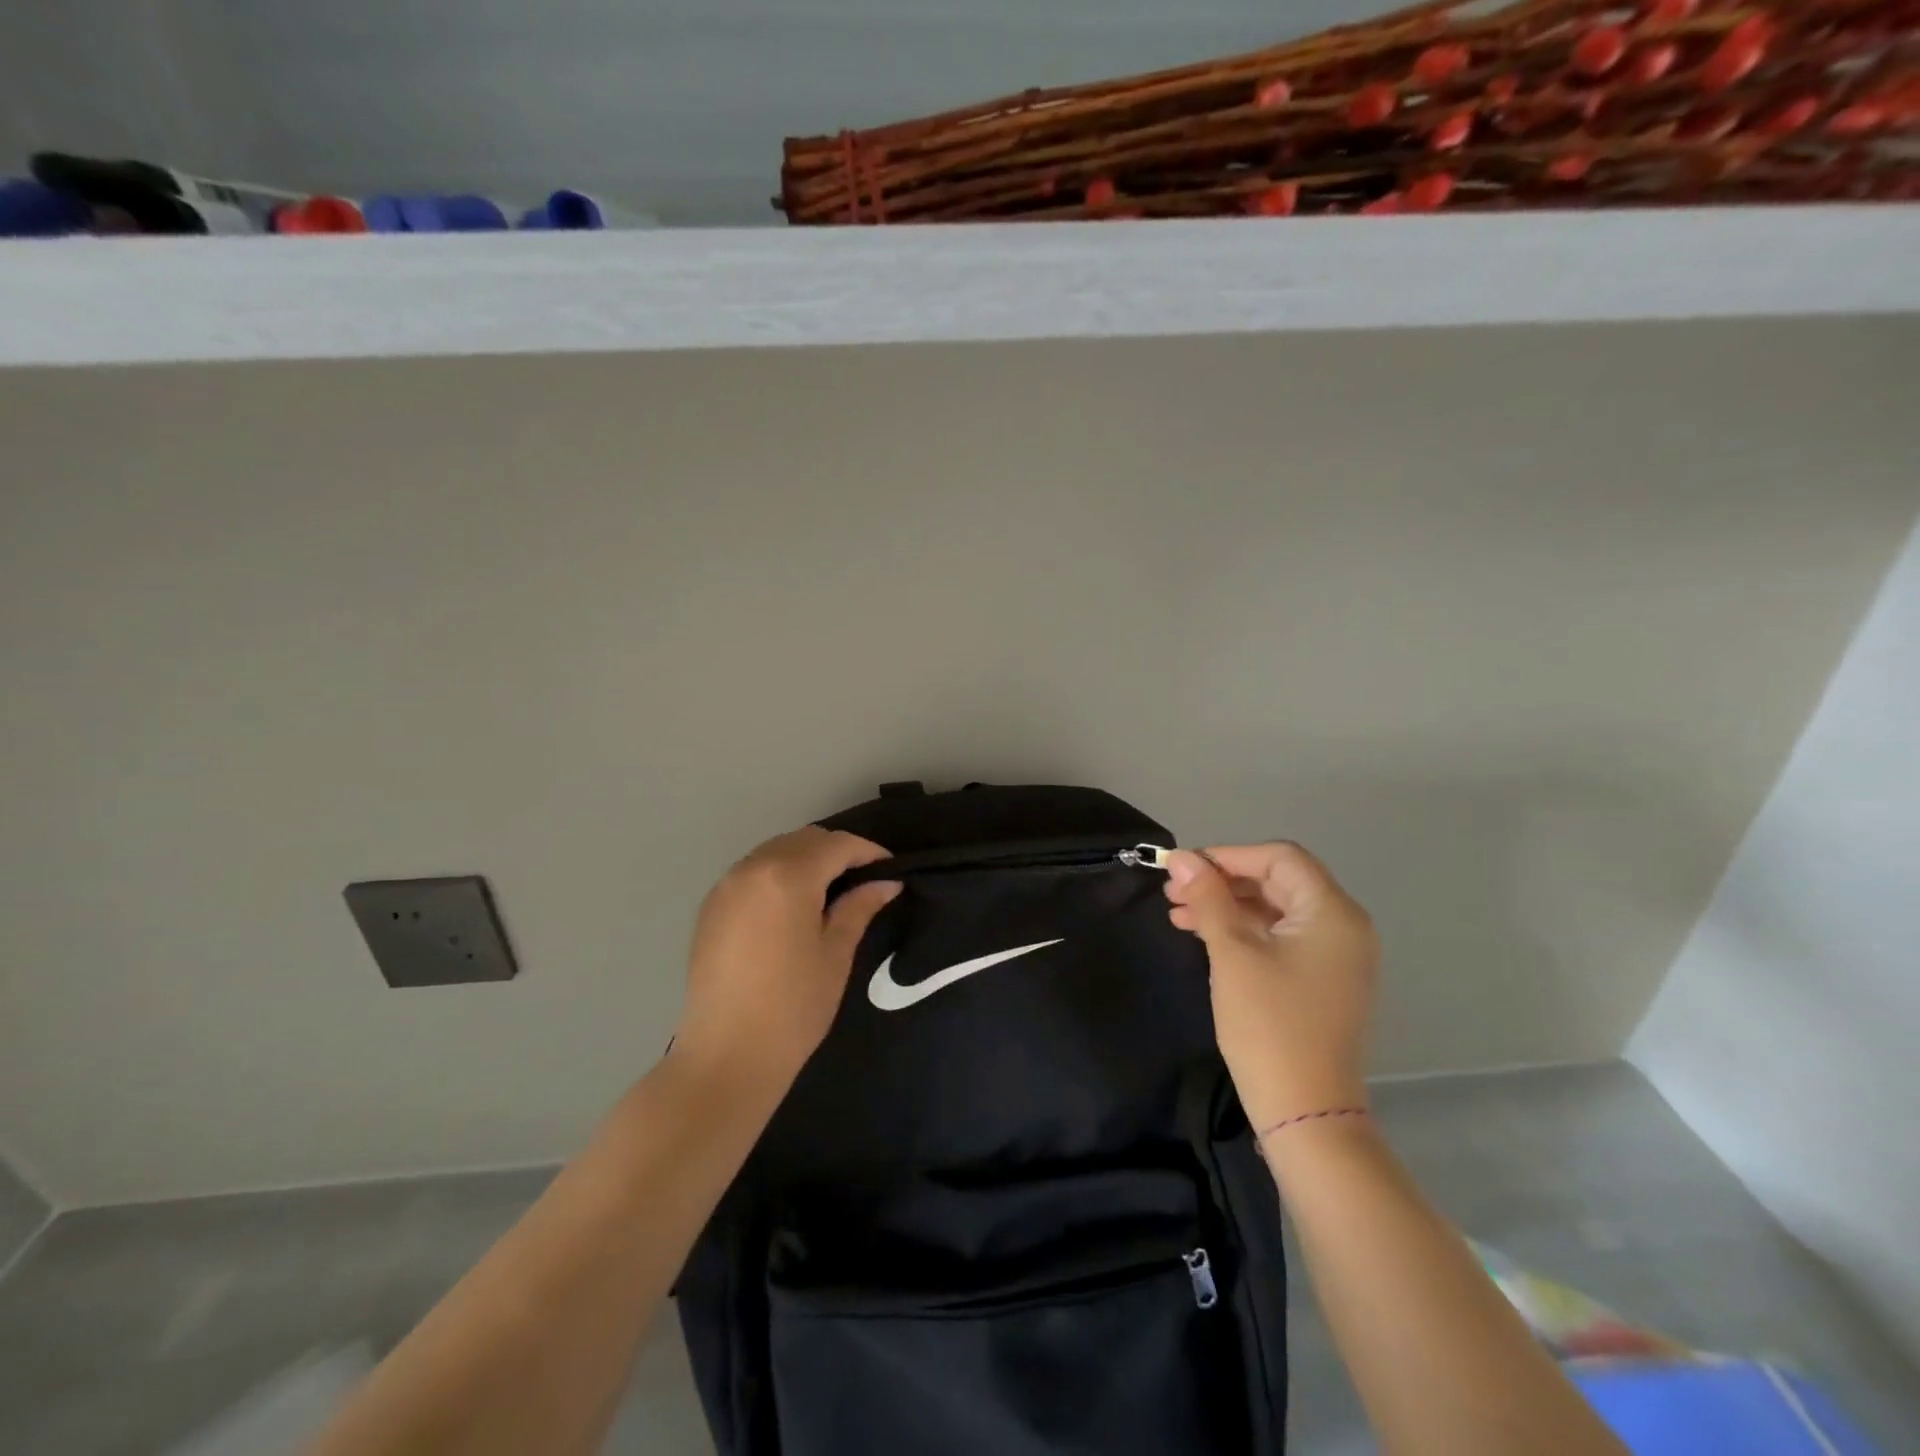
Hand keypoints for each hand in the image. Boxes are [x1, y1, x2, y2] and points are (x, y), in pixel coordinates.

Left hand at [672, 827, 898, 1096]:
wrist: (726, 1057)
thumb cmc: (793, 1007)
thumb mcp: (835, 954)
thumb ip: (859, 908)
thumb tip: (886, 883)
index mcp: (788, 877)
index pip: (837, 845)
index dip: (868, 852)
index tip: (890, 869)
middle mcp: (752, 868)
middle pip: (803, 840)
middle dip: (836, 851)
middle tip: (863, 878)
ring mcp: (726, 886)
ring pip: (775, 851)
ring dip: (805, 859)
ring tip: (829, 889)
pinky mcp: (710, 907)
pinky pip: (751, 871)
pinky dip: (777, 873)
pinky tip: (791, 904)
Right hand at [1165, 844, 1378, 1133]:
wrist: (1305, 1112)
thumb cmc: (1269, 1024)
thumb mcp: (1232, 953)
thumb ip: (1208, 898)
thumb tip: (1181, 857)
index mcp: (1333, 913)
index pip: (1279, 858)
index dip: (1228, 855)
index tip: (1183, 868)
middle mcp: (1344, 927)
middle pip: (1278, 882)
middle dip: (1222, 882)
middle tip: (1173, 892)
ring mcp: (1336, 956)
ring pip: (1275, 911)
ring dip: (1227, 906)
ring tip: (1178, 914)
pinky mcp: (1322, 980)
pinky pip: (1281, 938)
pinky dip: (1243, 931)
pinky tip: (1204, 936)